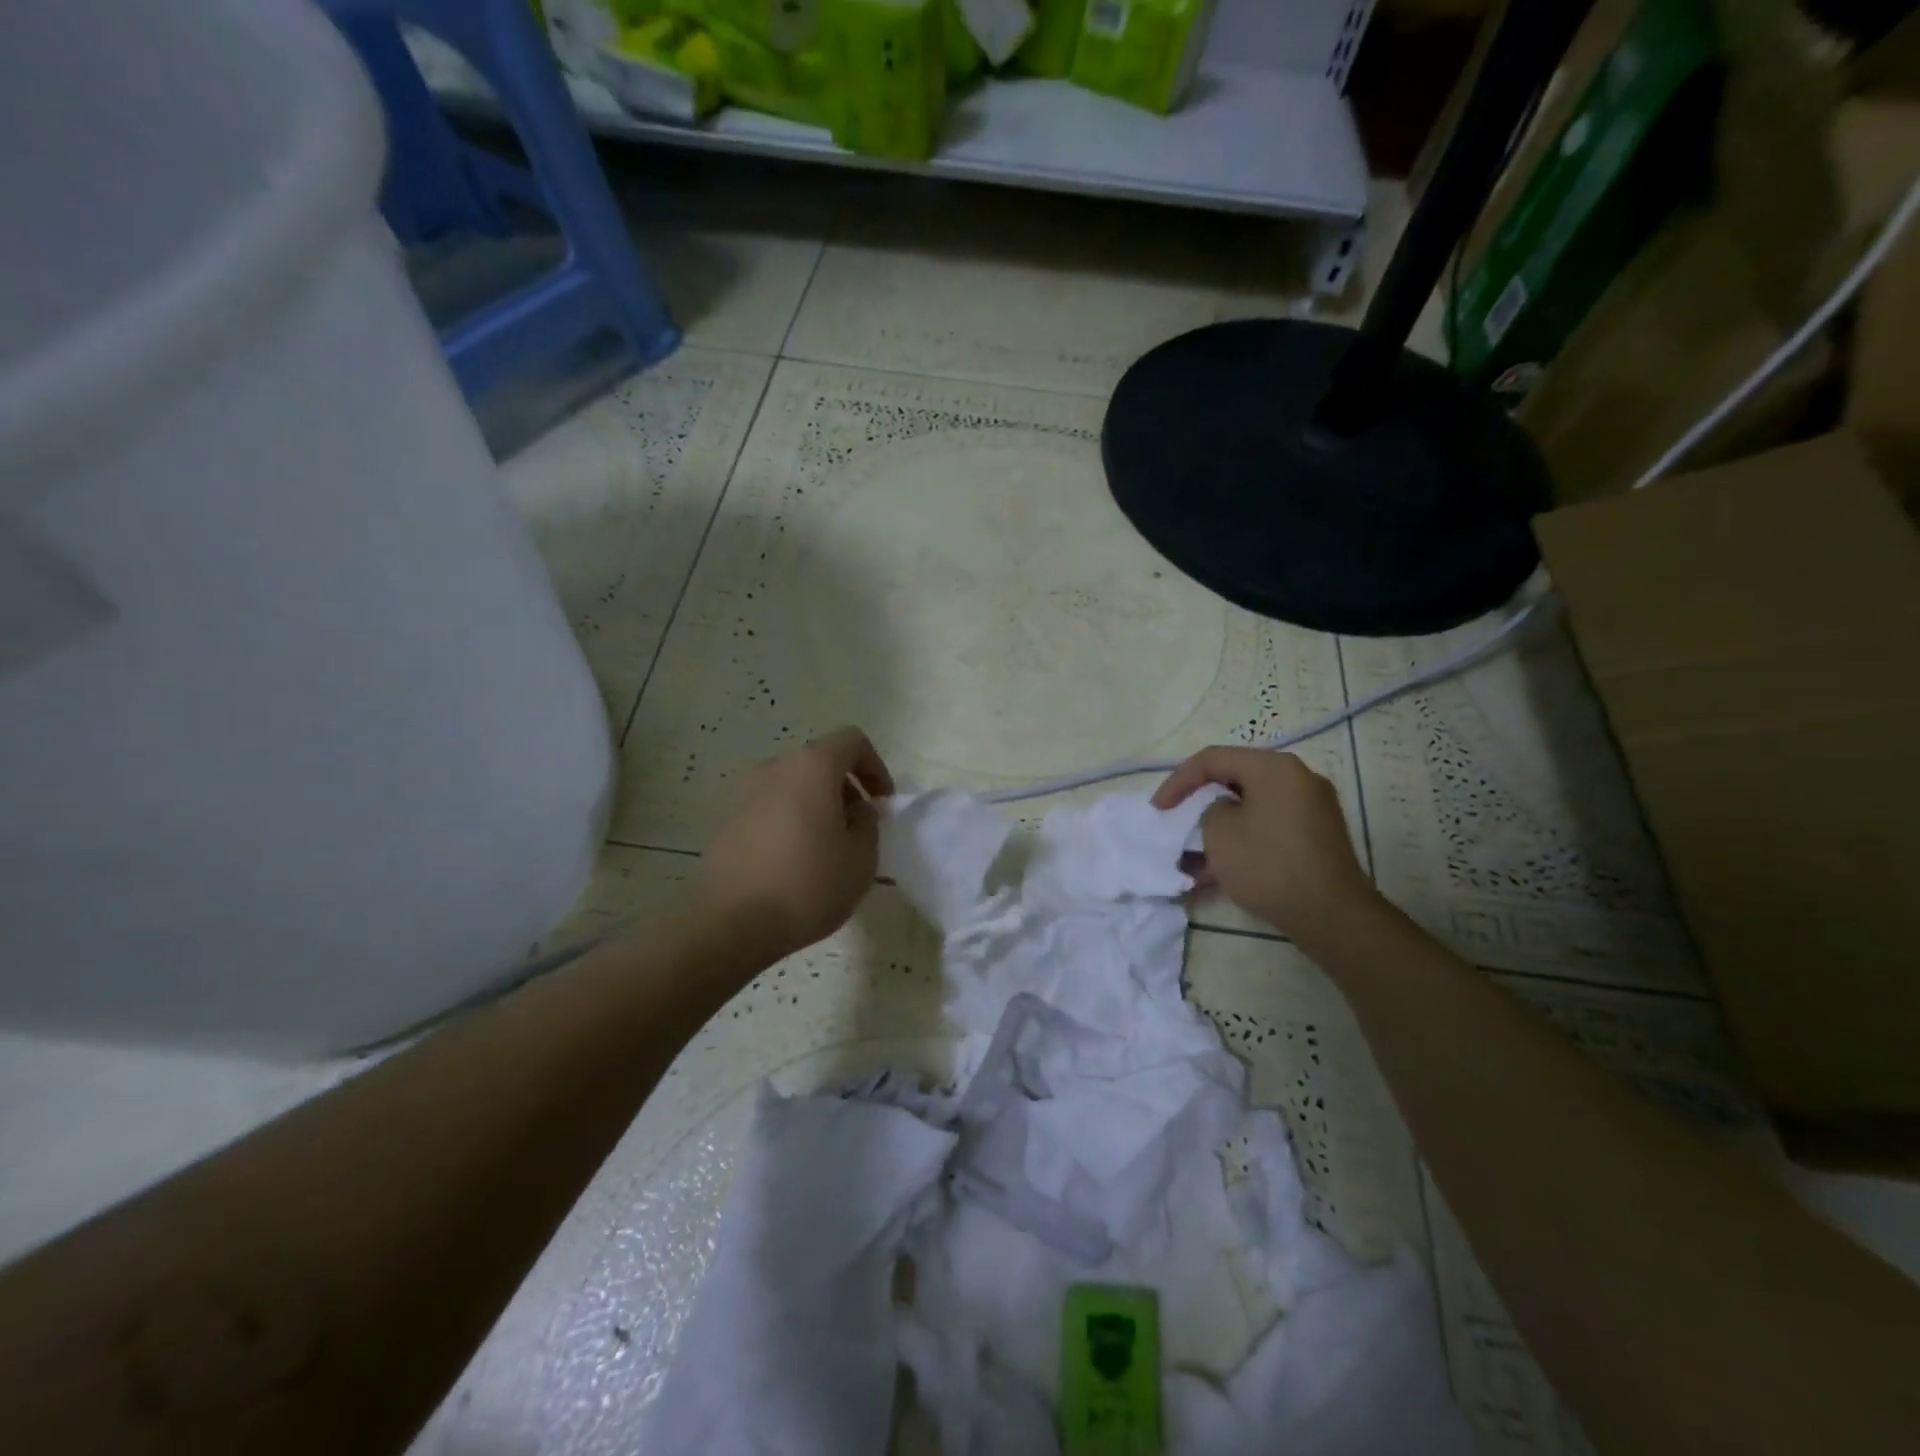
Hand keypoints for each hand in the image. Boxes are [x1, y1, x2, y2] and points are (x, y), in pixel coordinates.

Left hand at [695, 727, 894, 961]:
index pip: (851, 741)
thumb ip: (868, 824)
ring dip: (816, 806)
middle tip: (858, 829)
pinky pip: (769, 810)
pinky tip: (794, 864)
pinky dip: (789, 823)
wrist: (731, 924)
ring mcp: (743, 794)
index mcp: (811, 767)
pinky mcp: (725, 823)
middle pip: (819, 763)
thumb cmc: (807, 885)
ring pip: (792, 787)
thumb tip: (857, 810)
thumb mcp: (861, 859)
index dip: (875, 766)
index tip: (882, 803)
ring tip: (827, 849)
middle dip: (845, 789)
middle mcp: (773, 769)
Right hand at [1153, 747, 1380, 946]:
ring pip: (1250, 809)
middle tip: (1176, 822)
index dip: (1178, 781)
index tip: (1158, 809)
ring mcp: (1311, 809)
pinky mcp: (1316, 838)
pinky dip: (1241, 842)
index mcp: (1274, 767)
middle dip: (1199, 803)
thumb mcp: (1219, 831)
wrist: (1331, 915)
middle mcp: (1297, 779)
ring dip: (1218, 829)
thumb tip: (1224, 812)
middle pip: (1235, 780)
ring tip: (1192, 857)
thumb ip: (1209, 809)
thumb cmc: (1268, 864)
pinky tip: (1218, 873)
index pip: (1213, 758)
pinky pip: (1267, 829)